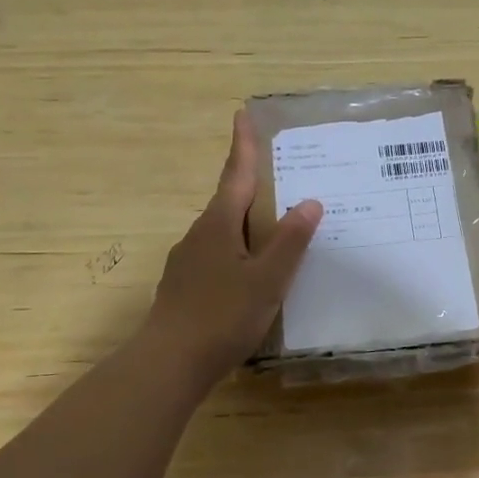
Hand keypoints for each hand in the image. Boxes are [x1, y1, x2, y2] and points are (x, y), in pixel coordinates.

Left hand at [144, 110, 321, 385]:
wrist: (168, 363)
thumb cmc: (222, 316)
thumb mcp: (266, 279)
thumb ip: (289, 242)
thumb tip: (310, 202)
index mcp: (218, 224)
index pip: (236, 174)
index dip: (243, 145)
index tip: (243, 114)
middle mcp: (199, 235)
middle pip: (229, 200)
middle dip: (252, 184)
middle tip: (279, 174)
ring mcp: (188, 261)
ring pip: (223, 230)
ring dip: (247, 221)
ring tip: (275, 224)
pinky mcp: (185, 286)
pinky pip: (218, 255)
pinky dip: (239, 250)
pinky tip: (252, 271)